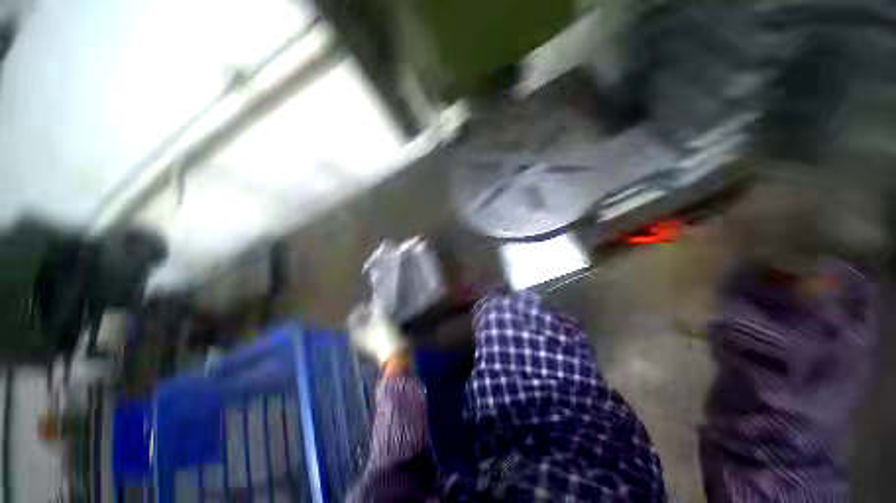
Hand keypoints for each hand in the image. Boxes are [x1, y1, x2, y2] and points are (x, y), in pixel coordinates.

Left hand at [347, 300, 407, 365]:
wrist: (397, 355)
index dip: (360, 308)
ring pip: (370, 327)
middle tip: (379, 305)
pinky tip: (391, 321)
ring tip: (386, 311)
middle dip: (369, 312)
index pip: (353, 316)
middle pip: (361, 322)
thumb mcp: (381, 315)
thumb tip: (375, 294)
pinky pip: (377, 332)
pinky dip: (382, 326)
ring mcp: (368, 344)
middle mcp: (358, 338)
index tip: (371, 302)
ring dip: (377, 319)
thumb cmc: (384, 334)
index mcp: (354, 331)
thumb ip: (377, 304)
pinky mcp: (379, 346)